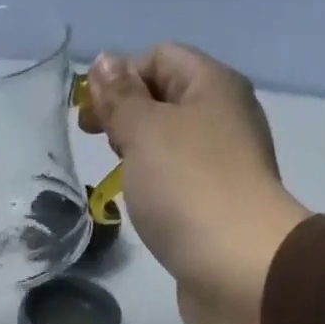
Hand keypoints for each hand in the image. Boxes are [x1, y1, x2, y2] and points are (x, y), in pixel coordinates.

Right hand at [80, 45, 309, 323]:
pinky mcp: (219, 206)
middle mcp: (225, 117)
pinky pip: (181, 180)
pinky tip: (142, 206)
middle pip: (169, 98)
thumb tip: (104, 62)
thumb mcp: (145, 132)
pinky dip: (156, 185)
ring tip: (116, 177)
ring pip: (174, 143)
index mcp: (213, 85)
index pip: (161, 57)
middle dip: (128, 114)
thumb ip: (121, 98)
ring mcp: (226, 164)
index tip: (87, 117)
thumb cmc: (188, 188)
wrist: (237, 266)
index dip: (119, 76)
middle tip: (97, 144)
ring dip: (141, 153)